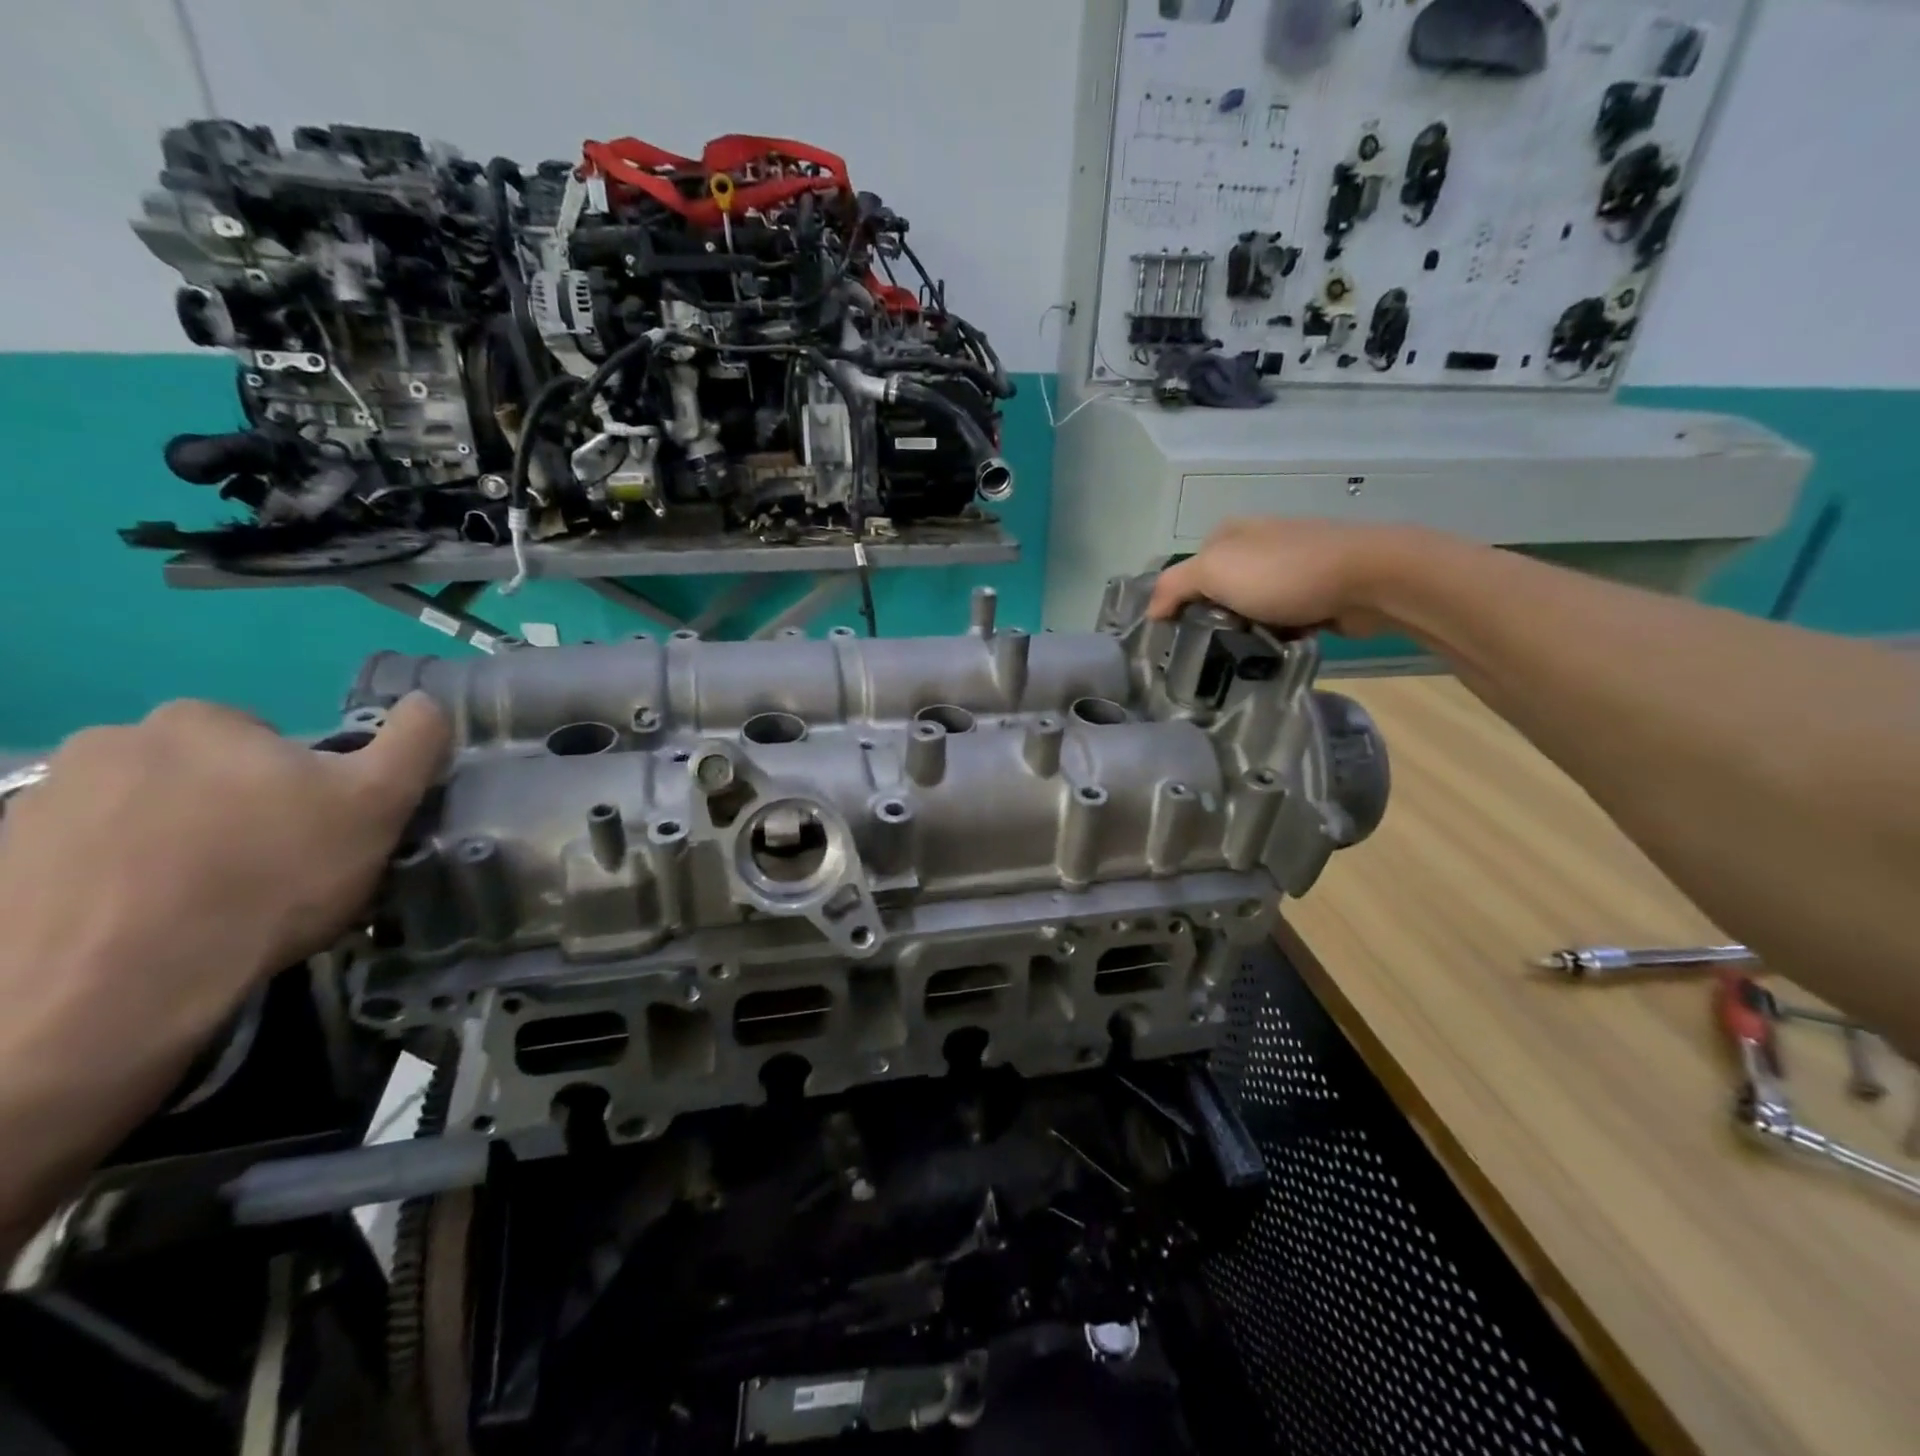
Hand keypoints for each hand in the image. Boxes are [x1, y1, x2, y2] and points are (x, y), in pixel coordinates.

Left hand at [0, 694, 447, 1248]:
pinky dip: (114, 879)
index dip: (304, 787)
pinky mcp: (4, 861)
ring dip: (172, 843)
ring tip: (199, 905)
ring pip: (143, 813)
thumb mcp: (378, 805)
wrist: (116, 990)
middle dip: (233, 811)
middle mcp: (112, 740)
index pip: (272, 743)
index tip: (313, 835)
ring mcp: (42, 800)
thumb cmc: (270, 881)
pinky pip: (84, 856)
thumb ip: (413, 742)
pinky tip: (141, 922)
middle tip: (262, 873)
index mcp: (203, 719)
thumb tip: (429, 701)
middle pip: (204, 773)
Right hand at [1147, 517, 1422, 635]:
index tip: (1176, 636)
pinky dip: (1277, 635)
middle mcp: (1256, 544)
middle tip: (1209, 650)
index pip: (1185, 572)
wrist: (1369, 578)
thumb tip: (1151, 611)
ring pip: (1249, 608)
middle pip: (1217, 592)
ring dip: (1246, 631)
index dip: (1177, 603)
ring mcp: (1289, 566)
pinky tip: (1275, 649)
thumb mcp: (1213, 572)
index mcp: (1228, 533)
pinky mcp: (1316, 590)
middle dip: (1213, 619)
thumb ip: (1173, 587)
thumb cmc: (1282, 572)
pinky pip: (1282, 619)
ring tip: (1242, 655)